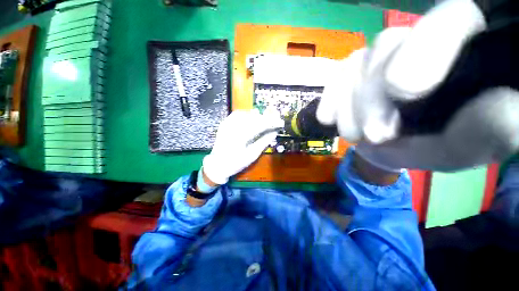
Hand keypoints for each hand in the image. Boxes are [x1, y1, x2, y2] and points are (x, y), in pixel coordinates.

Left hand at [203, 110, 282, 184]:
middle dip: (266, 118)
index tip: (280, 122)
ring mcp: (227, 124)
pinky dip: (246, 114)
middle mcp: (233, 127)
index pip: (260, 125)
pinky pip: (237, 114)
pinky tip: (251, 117)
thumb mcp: (252, 154)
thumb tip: (275, 131)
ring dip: (257, 116)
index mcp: (241, 137)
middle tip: (274, 120)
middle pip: (253, 118)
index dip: (271, 122)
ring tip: (264, 120)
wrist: (217, 164)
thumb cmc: (236, 163)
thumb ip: (264, 141)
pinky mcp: (224, 123)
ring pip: (246, 114)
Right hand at [317, 0, 518, 170]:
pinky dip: (329, 98)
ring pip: (357, 63)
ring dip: (349, 105)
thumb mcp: (474, 143)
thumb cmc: (448, 142)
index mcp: (467, 48)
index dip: (426, 45)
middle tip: (375, 135)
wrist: (406, 144)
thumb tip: (484, 106)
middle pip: (389, 45)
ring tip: (353, 136)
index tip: (403, 91)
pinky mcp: (355, 72)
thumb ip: (488, 129)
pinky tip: (327, 119)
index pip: (451, 20)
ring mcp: (381, 57)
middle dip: (374, 95)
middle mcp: (421, 39)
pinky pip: (335, 77)